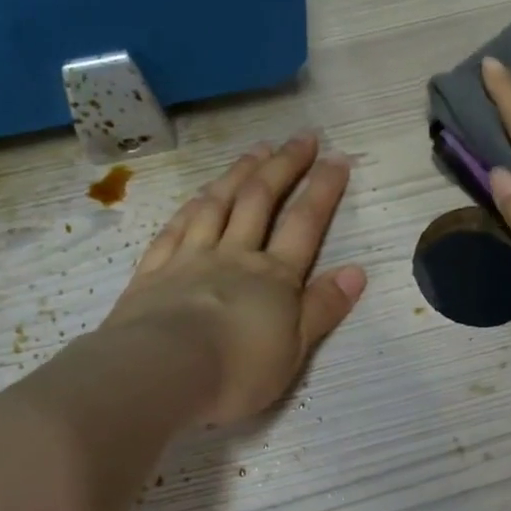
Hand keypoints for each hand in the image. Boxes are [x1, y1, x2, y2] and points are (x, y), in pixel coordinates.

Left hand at [101, 134, 366, 425]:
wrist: (160, 374)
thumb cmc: (236, 371)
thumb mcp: (294, 350)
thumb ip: (323, 308)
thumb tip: (357, 271)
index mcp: (273, 277)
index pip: (304, 224)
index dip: (323, 189)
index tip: (337, 158)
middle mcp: (233, 256)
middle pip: (260, 200)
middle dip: (284, 166)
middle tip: (300, 137)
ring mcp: (190, 258)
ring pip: (217, 204)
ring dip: (239, 173)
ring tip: (256, 150)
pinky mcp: (154, 271)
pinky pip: (176, 227)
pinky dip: (192, 205)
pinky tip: (199, 194)